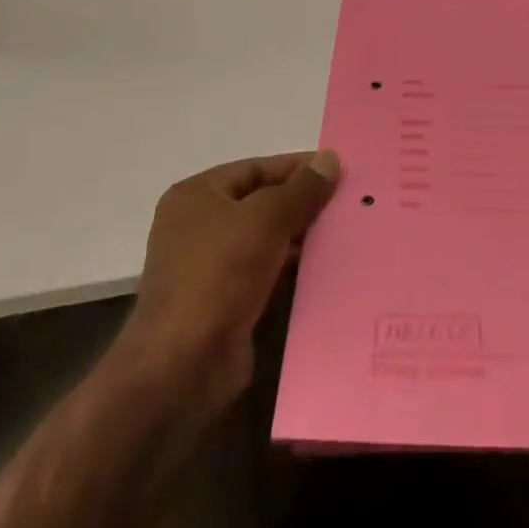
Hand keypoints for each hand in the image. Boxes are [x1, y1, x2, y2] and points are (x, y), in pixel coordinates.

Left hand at [123, 150, 339, 409]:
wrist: (182, 368)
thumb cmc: (219, 274)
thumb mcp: (266, 218)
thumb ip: (301, 189)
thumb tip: (330, 159)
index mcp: (197, 196)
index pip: (255, 169)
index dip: (296, 168)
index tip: (336, 171)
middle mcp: (197, 227)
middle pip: (260, 204)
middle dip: (301, 205)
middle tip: (346, 204)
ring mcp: (208, 269)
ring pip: (264, 242)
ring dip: (299, 241)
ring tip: (343, 235)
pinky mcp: (222, 306)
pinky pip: (264, 276)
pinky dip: (290, 273)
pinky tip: (324, 271)